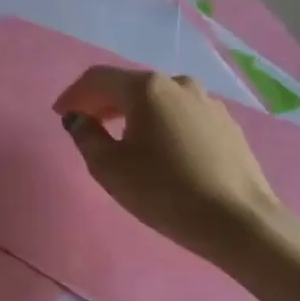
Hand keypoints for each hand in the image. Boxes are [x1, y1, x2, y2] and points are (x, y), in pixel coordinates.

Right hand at [52, 67, 283, 262]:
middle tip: (84, 124)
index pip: (98, 79)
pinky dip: (160, 122)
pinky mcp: (226, 124)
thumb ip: (85, 135)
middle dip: (101, 101)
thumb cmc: (164, 191)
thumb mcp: (109, 167)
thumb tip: (78, 119)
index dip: (73, 94)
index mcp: (146, 88)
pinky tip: (158, 147)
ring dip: (132, 111)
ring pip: (157, 98)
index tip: (59, 114)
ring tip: (120, 135)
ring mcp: (207, 102)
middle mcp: (178, 84)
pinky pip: (181, 114)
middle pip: (129, 85)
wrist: (239, 221)